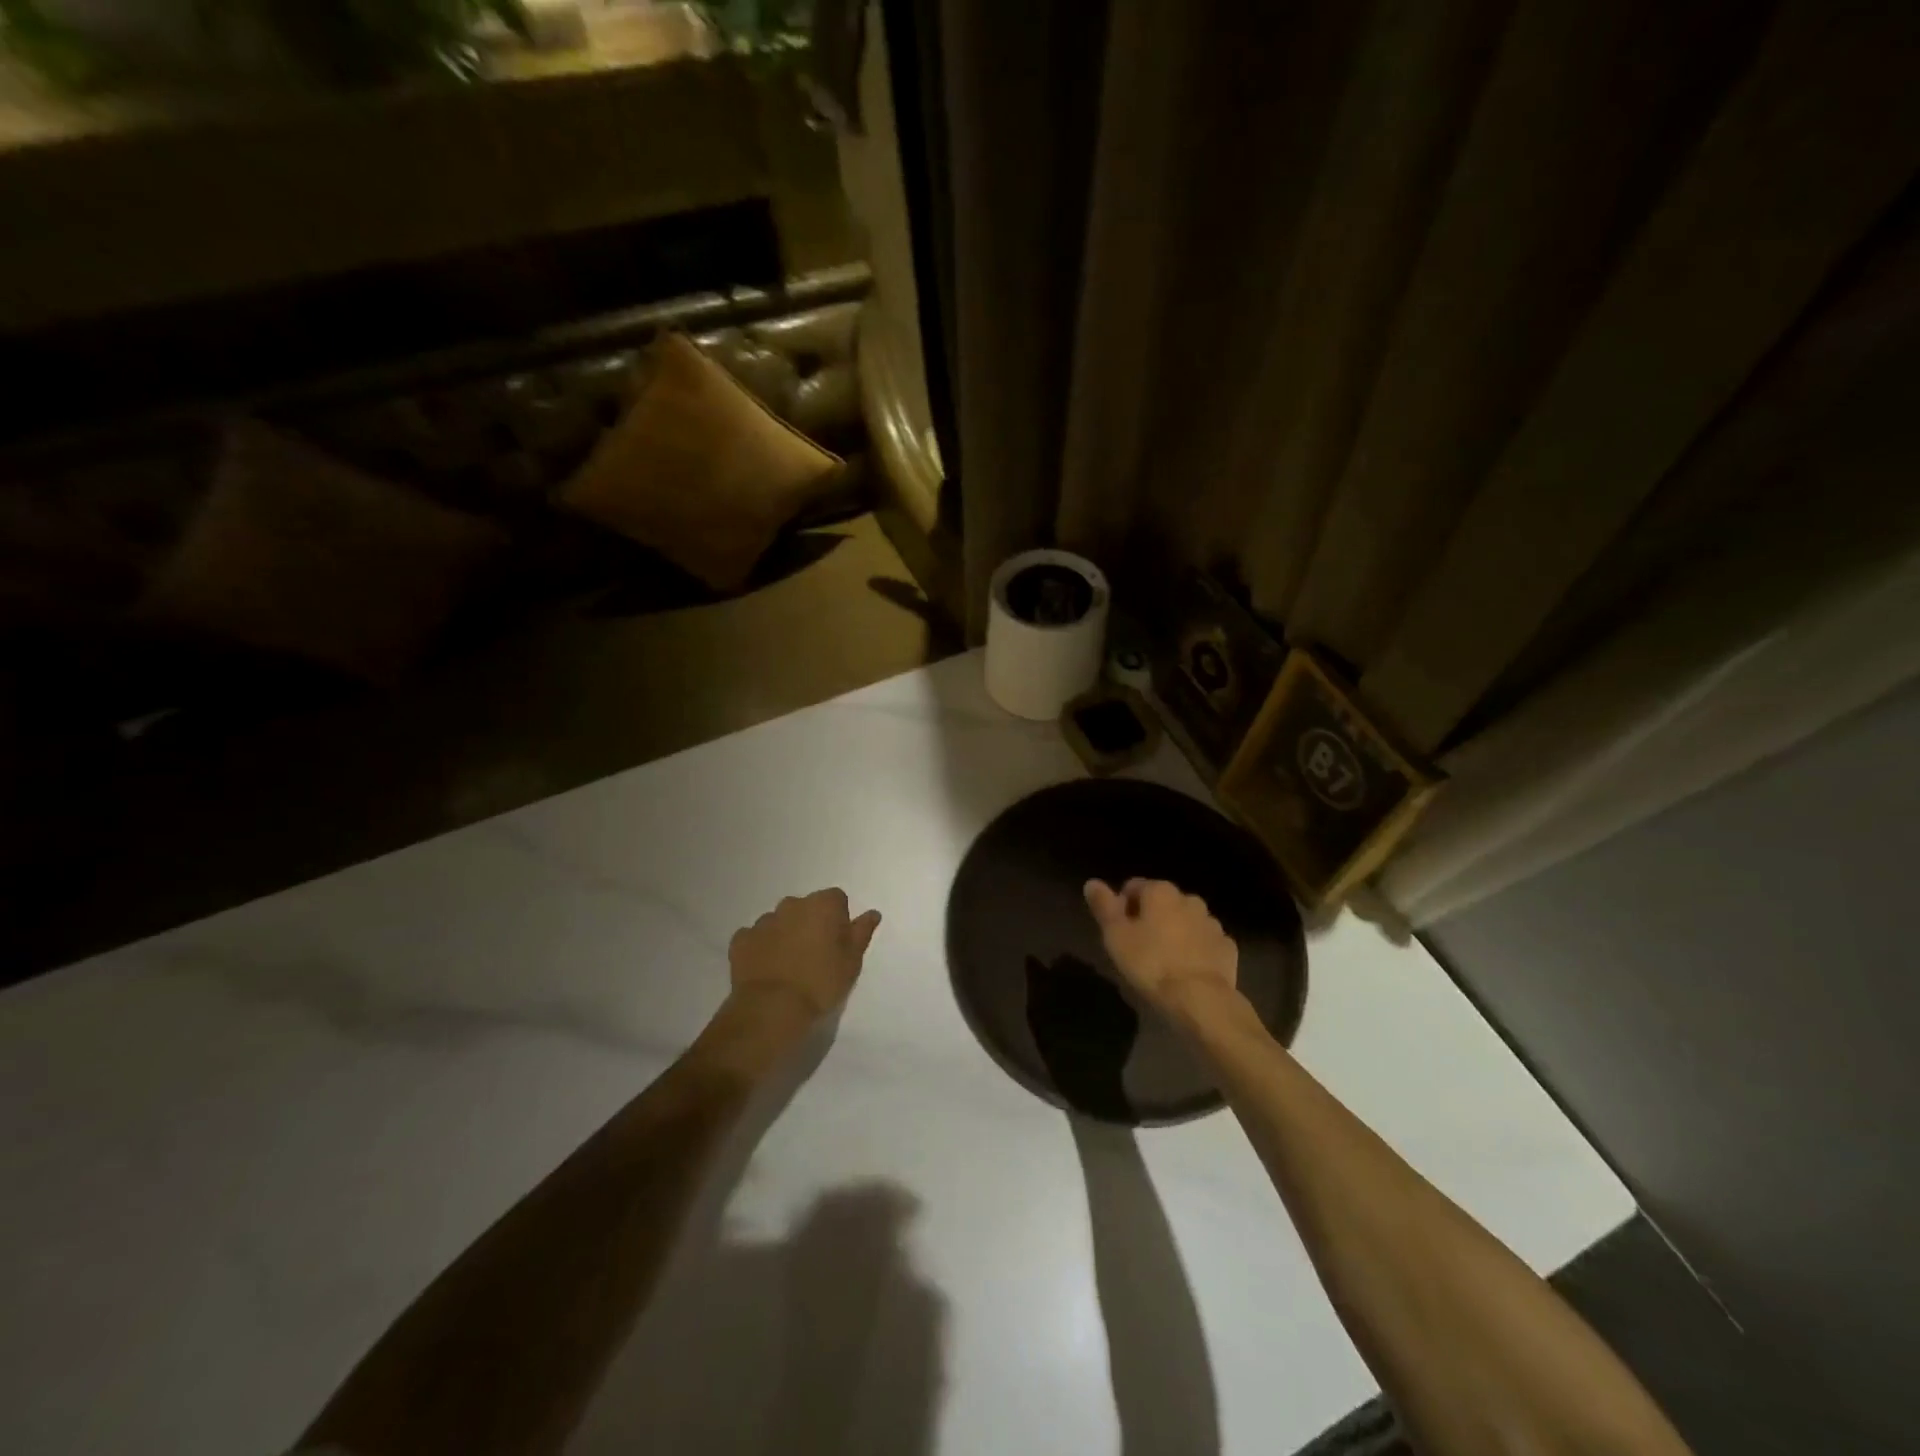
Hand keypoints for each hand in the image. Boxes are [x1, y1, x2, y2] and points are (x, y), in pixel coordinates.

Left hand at [728, 888, 881, 1021]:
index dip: (839, 919)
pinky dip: (761, 948)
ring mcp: (763, 921)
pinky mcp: (741, 939)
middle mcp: (792, 904)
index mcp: (822, 905)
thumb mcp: (852, 962)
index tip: (838, 944)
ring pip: (779, 921)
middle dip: (810, 924)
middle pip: (806, 907)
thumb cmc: (821, 983)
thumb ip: (861, 932)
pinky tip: (766, 969)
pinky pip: (755, 937)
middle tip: (815, 955)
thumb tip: (872, 913)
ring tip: (789, 966)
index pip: (836, 899)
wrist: (772, 1008)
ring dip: (785, 934)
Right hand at [1084, 878, 1238, 1016]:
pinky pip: (1205, 942)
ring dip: (1175, 932)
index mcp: (1160, 892)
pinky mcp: (1227, 947)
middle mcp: (1189, 899)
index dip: (1123, 906)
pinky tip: (1186, 969)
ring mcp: (1212, 923)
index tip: (1119, 931)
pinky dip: (1195, 949)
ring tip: (1163, 960)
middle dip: (1151, 918)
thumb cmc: (1150, 963)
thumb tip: (1092, 883)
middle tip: (1139, 946)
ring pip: (1186, 921)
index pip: (1134, 887)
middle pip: (1162, 902)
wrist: (1200, 999)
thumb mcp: (1116, 935)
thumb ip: (1103, 906)